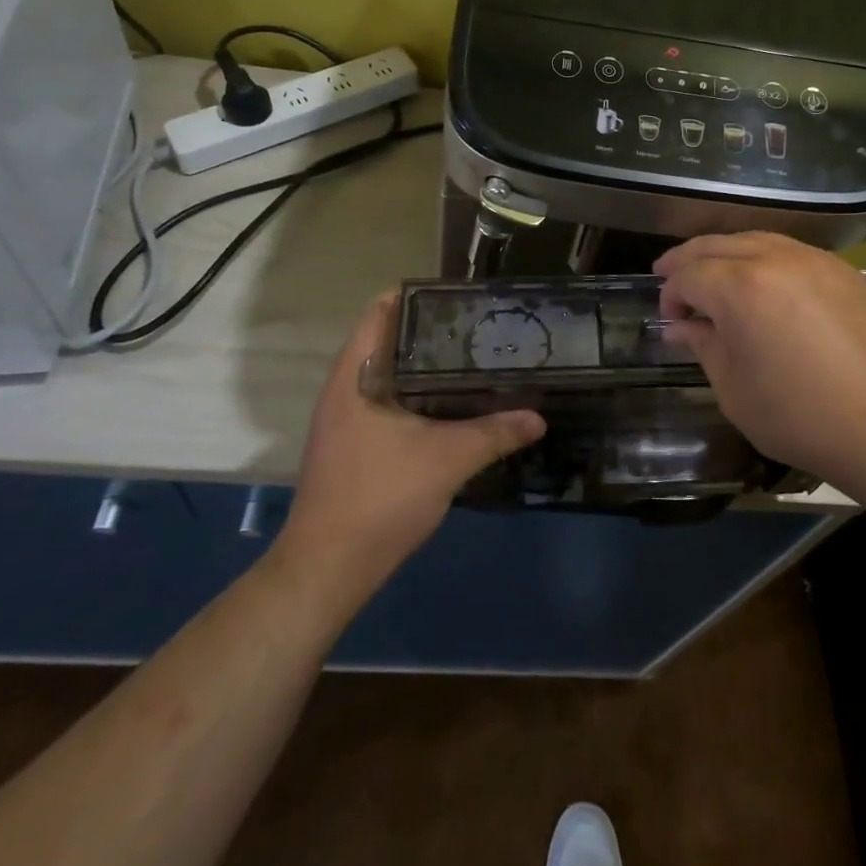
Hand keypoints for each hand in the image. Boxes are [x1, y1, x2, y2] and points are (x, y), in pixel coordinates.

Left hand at [275, 293, 545, 603]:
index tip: (461, 295)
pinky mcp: (353, 444)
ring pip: (390, 374)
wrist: (327, 570)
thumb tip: (538, 417)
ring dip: (426, 366)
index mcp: (355, 376)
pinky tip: (454, 406)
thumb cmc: (380, 498)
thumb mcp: (447, 459)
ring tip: (475, 359)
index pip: (380, 311)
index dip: (418, 295)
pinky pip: (389, 401)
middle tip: (481, 327)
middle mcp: (344, 388)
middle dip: (432, 331)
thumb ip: (495, 432)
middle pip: (389, 340)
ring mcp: (345, 419)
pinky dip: (419, 395)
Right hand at [655, 233, 865, 492]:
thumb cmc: (803, 417)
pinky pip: (790, 251)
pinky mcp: (844, 271)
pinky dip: (763, 257)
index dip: (670, 295)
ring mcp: (814, 260)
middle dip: (687, 260)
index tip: (669, 320)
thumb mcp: (735, 390)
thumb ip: (705, 346)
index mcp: (741, 287)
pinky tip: (762, 282)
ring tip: (712, 275)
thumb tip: (684, 326)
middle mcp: (775, 259)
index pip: (689, 275)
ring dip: (725, 253)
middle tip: (668, 276)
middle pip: (717, 244)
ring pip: (754, 239)